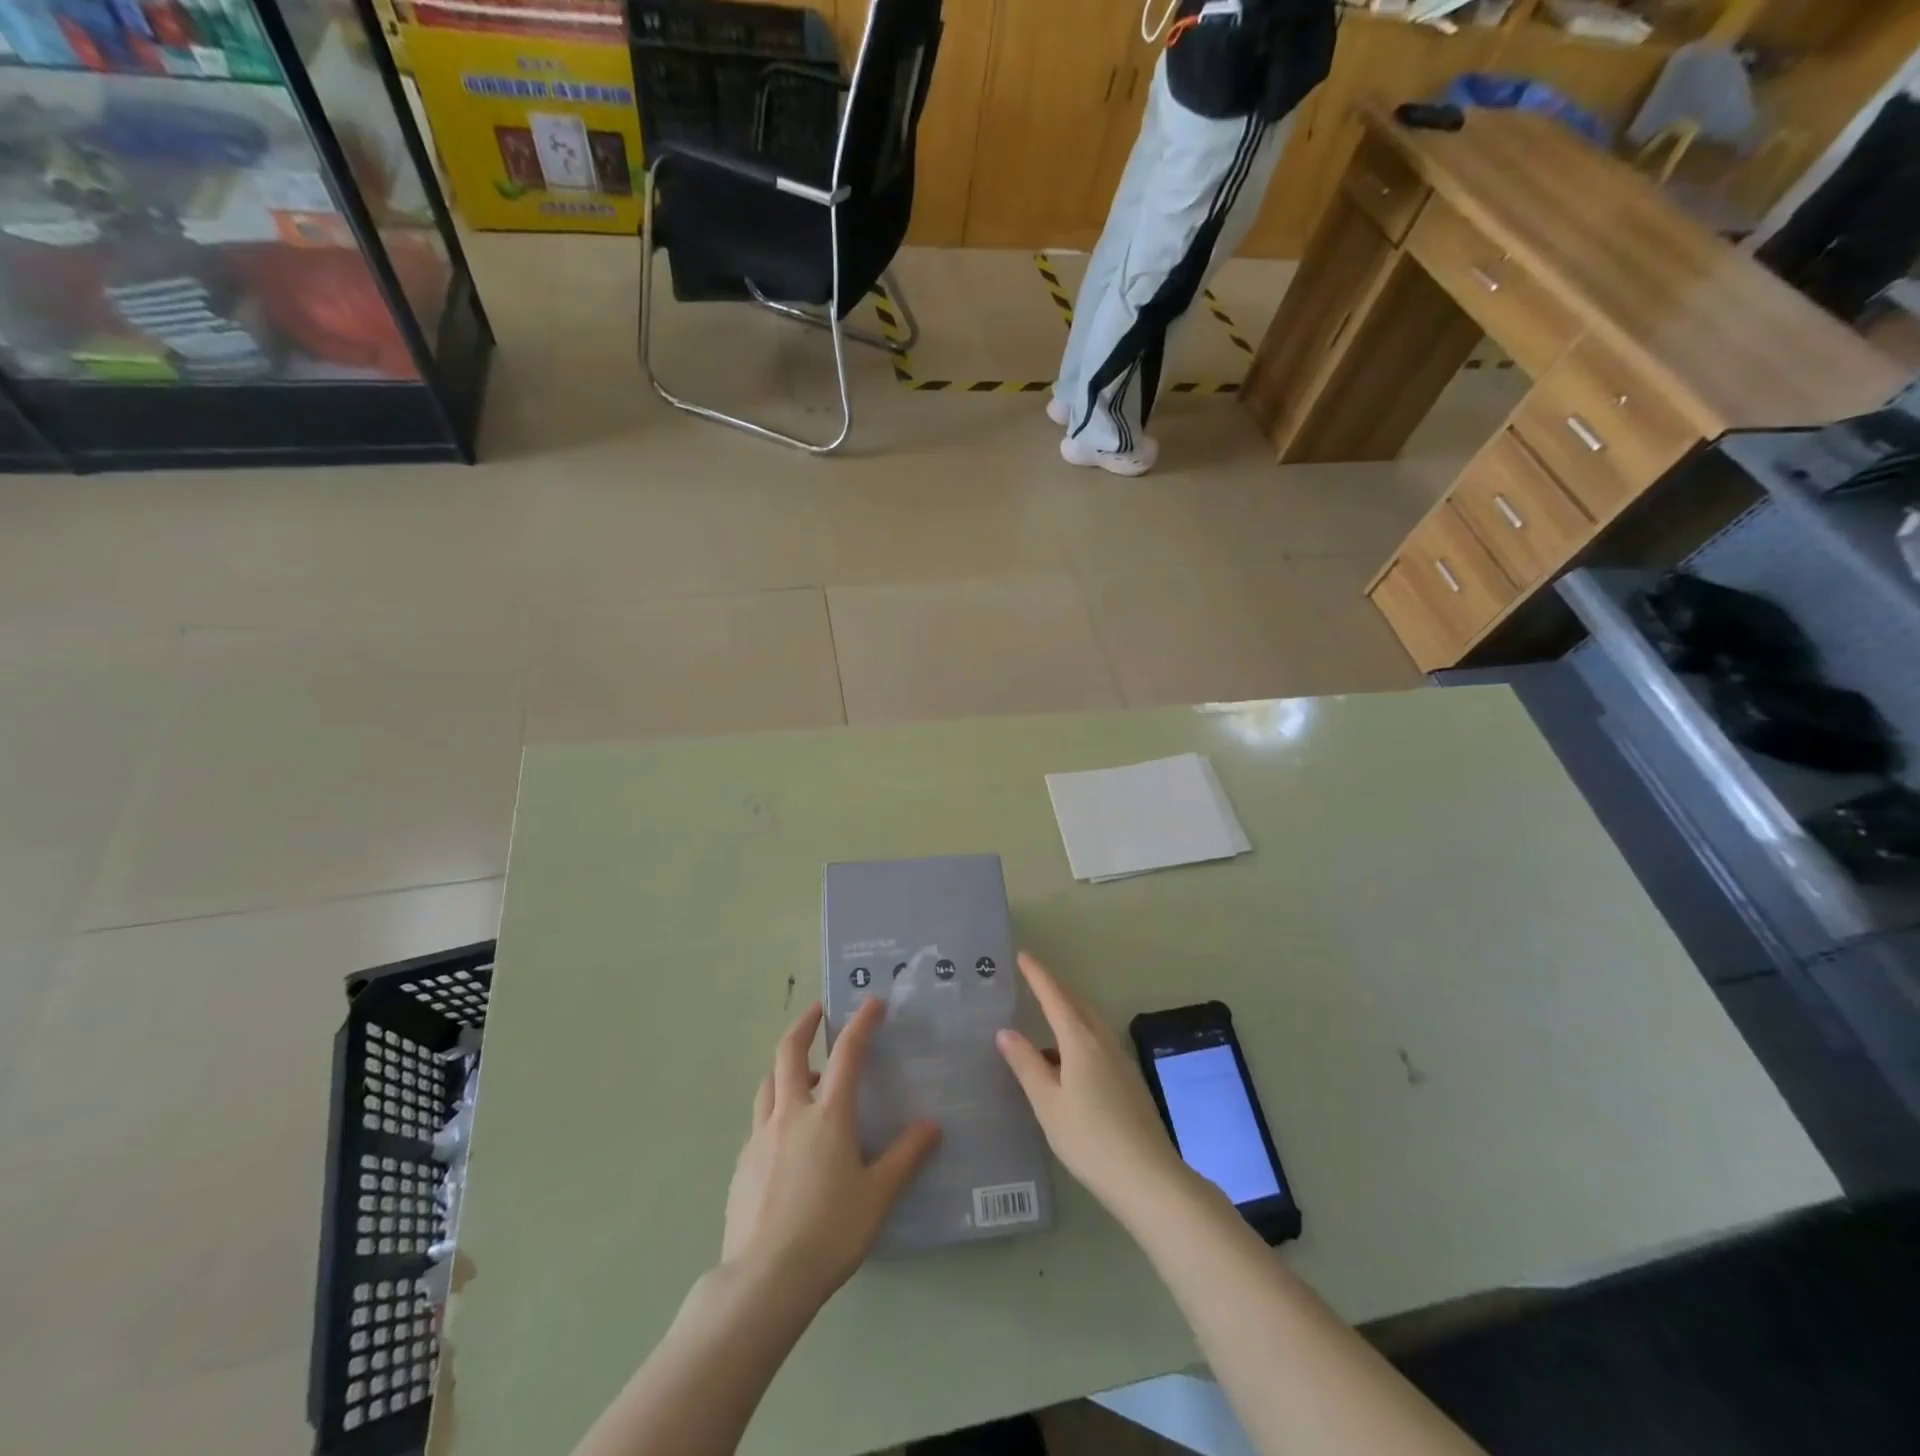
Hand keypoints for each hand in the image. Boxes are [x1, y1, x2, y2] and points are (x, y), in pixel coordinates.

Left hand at [722, 1000, 940, 1301]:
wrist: (763, 1280)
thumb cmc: (829, 1232)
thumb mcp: (877, 1195)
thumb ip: (905, 1157)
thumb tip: (931, 1125)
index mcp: (828, 1115)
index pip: (847, 1054)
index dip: (861, 1023)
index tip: (872, 1001)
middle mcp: (790, 1113)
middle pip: (789, 1051)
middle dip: (805, 1024)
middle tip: (819, 1012)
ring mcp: (760, 1137)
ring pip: (769, 1083)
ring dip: (786, 1067)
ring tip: (804, 1074)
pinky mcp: (742, 1163)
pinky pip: (759, 1121)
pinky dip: (775, 1109)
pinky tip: (786, 1136)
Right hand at [996, 952, 1190, 1215]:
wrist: (1149, 1178)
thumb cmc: (1090, 1140)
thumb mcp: (1048, 1104)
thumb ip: (1026, 1065)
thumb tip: (1005, 1031)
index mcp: (1081, 1042)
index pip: (1055, 998)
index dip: (1038, 976)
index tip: (1023, 956)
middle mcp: (1103, 1042)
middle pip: (1077, 1004)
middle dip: (1055, 988)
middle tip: (1033, 979)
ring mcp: (1120, 1061)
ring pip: (1091, 1023)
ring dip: (1069, 1010)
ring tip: (1047, 1014)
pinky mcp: (1129, 1081)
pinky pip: (1098, 1042)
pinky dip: (1079, 1034)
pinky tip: (1068, 1058)